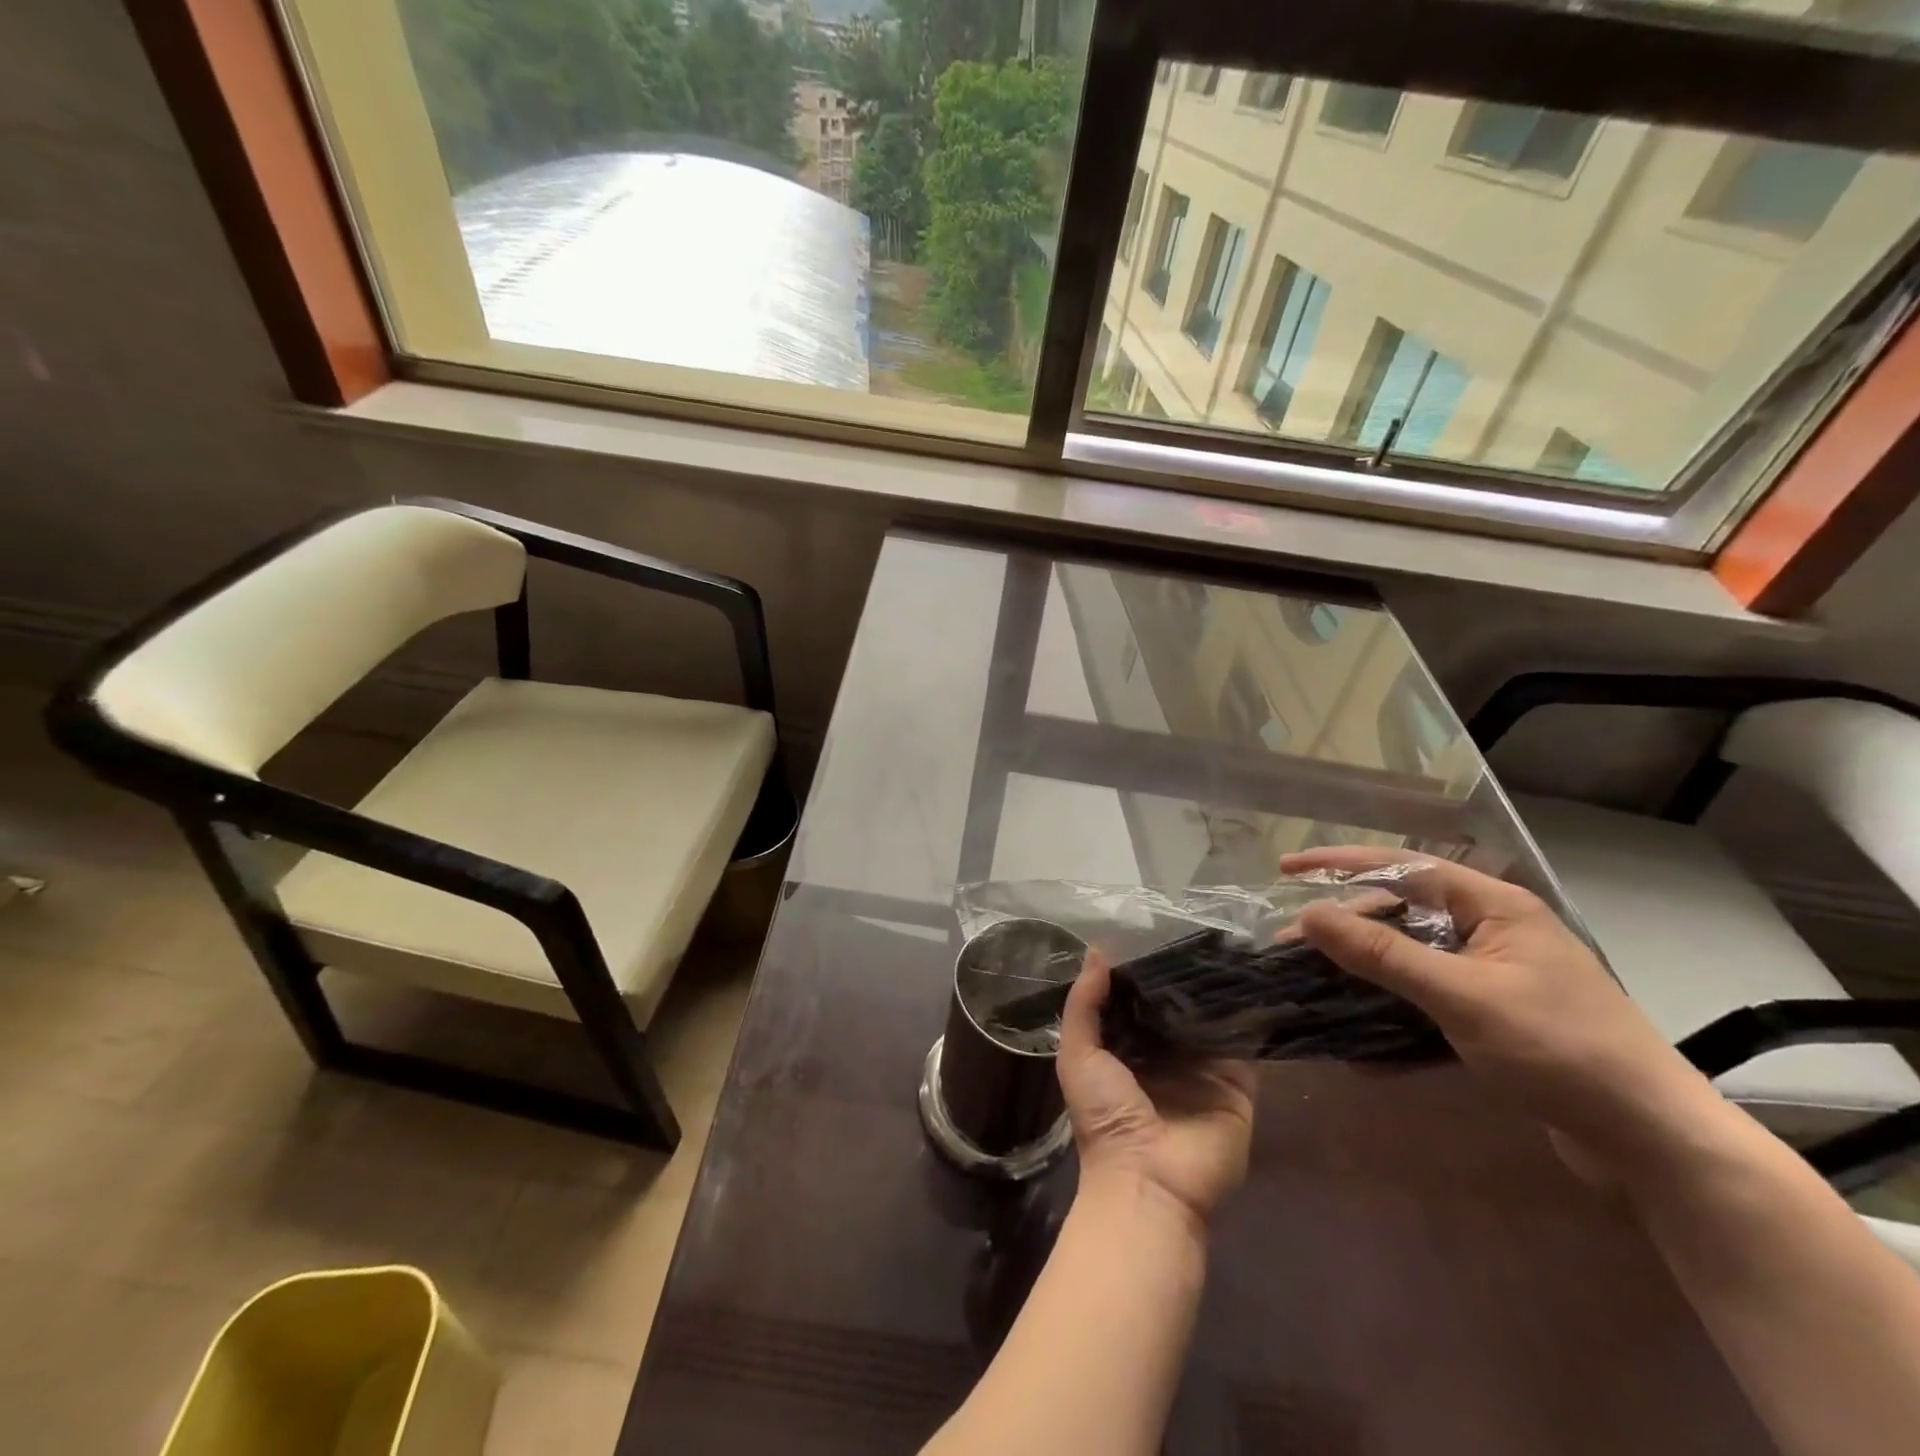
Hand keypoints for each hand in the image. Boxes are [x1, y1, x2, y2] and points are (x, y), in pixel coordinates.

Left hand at [1057, 953, 1254, 1225]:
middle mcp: (1166, 1056)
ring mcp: (1204, 1069)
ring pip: (1211, 1019)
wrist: (1149, 1180)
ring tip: (1228, 943)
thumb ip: (1083, 1004)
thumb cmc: (1106, 1116)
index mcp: (1126, 1049)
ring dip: (1216, 990)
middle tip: (1197, 930)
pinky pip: (1244, 1043)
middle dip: (1181, 977)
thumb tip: (1096, 952)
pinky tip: (1253, 979)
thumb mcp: (1078, 1055)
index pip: (1138, 1001)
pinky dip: (1247, 1015)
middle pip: (1176, 1007)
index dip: (1141, 971)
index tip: (1153, 932)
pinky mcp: (1238, 1084)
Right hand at [1281, 847, 1722, 1183]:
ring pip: (1410, 961)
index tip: (1287, 868)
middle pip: (1401, 914)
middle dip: (1344, 928)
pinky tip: (1359, 1047)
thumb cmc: (1561, 1051)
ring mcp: (1495, 977)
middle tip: (1289, 943)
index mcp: (1495, 908)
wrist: (1655, 1144)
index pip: (1404, 868)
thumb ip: (1382, 955)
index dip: (1341, 864)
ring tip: (1311, 984)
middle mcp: (1493, 932)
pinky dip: (1393, 1019)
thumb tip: (1309, 915)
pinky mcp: (1495, 1020)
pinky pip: (1428, 1004)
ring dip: (1363, 974)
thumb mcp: (1462, 997)